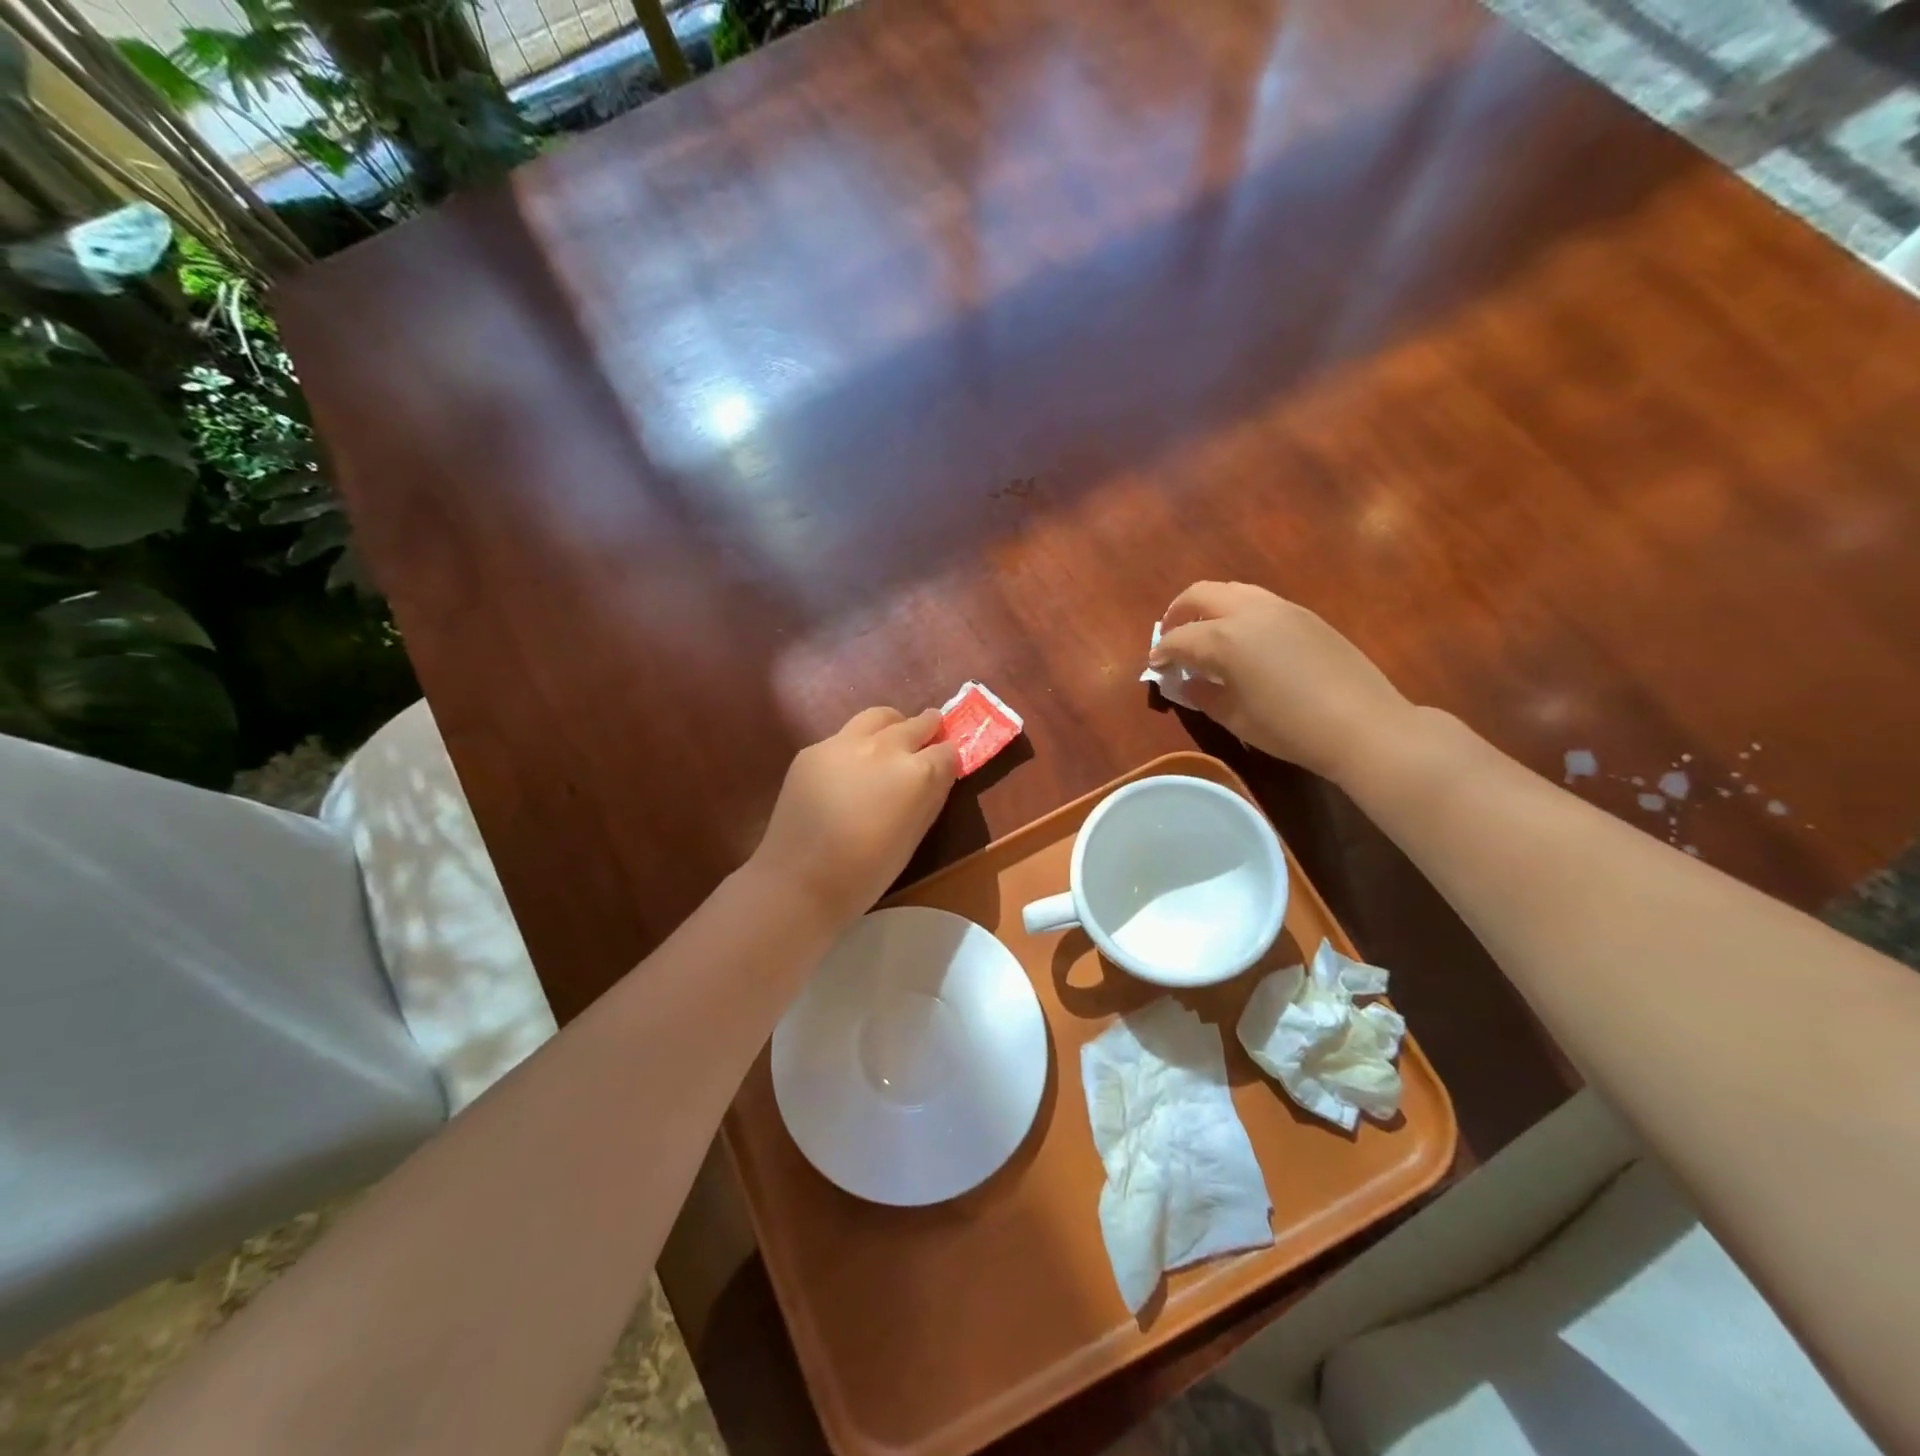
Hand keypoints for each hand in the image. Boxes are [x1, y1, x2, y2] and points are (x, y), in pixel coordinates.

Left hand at [751, 706, 960, 929]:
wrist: (798, 880)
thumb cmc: (866, 872)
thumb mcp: (914, 837)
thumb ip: (930, 797)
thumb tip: (939, 775)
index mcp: (917, 773)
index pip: (947, 751)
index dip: (949, 759)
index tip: (947, 766)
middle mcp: (885, 747)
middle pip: (917, 724)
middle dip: (928, 729)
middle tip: (930, 737)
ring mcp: (845, 743)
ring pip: (879, 716)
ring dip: (894, 725)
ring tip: (893, 739)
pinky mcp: (814, 749)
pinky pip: (844, 737)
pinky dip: (857, 745)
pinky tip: (849, 770)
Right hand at [1150, 581, 1419, 784]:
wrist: (1363, 724)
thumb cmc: (1290, 728)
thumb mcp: (1236, 718)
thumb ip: (1203, 695)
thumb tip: (1186, 683)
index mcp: (1225, 638)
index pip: (1179, 639)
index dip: (1161, 654)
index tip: (1154, 667)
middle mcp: (1248, 612)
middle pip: (1200, 594)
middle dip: (1178, 613)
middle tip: (1171, 638)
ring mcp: (1280, 608)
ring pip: (1232, 590)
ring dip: (1209, 607)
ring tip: (1205, 634)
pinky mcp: (1305, 614)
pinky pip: (1258, 601)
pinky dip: (1238, 612)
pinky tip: (1243, 641)